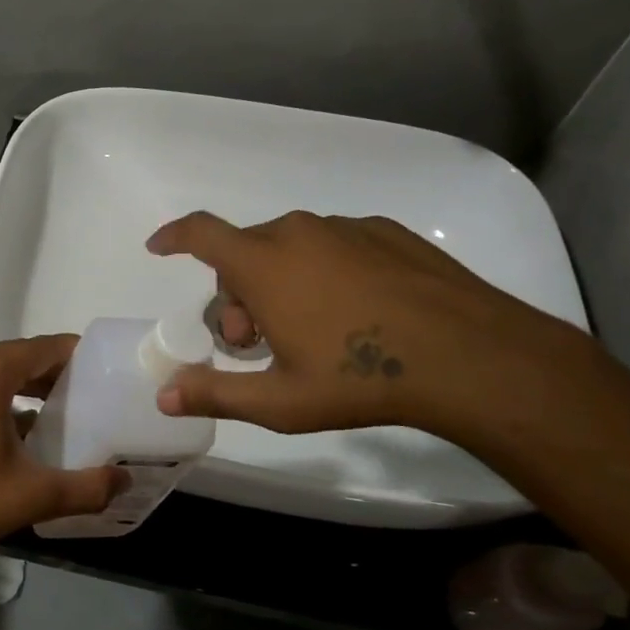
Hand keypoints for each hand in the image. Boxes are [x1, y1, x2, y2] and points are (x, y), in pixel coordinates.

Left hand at [0, 336, 125, 560]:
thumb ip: (85, 488)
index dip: (76, 353)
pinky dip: (4, 397)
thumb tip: (124, 481)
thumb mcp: (31, 495)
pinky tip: (24, 429)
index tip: (106, 367)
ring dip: (28, 385)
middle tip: (92, 392)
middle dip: (55, 371)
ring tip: (65, 410)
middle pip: (19, 355)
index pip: (42, 347)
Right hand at [148, 210, 577, 437]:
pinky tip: (358, 312)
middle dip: (237, 293)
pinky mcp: (384, 230)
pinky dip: (325, 270)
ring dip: (281, 281)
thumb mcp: (280, 400)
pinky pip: (333, 244)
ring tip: (312, 330)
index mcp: (263, 265)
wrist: (469, 356)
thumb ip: (215, 394)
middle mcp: (296, 233)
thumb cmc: (360, 378)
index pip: (200, 233)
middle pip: (245, 252)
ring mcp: (344, 228)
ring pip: (290, 247)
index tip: (159, 247)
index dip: (174, 236)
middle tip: (256, 341)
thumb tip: (163, 396)